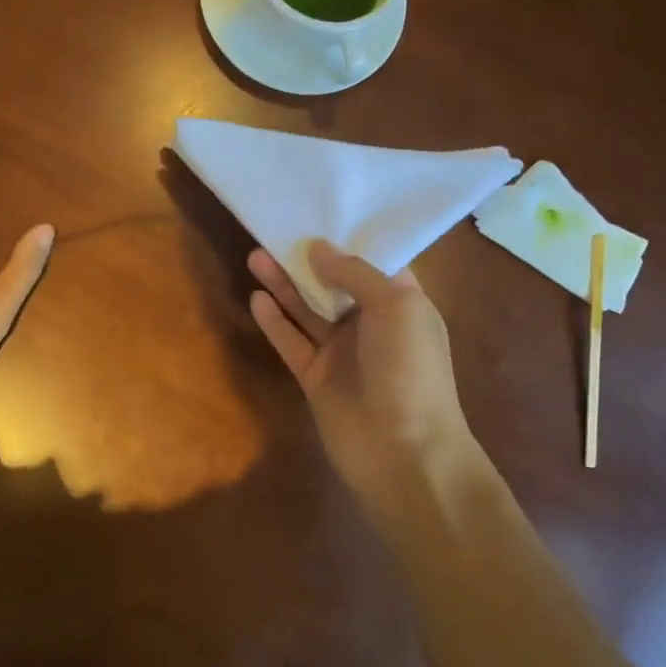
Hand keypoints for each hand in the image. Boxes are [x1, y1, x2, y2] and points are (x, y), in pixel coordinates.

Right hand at [250, 241, 475, 520]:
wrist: (404, 453)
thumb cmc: (410, 370)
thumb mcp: (395, 307)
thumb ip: (355, 273)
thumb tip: (319, 247)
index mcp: (401, 304)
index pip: (375, 263)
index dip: (348, 240)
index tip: (319, 213)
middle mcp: (371, 324)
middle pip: (334, 283)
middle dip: (308, 259)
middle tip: (276, 230)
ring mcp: (342, 352)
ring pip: (307, 310)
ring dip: (284, 284)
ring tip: (255, 255)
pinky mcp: (315, 377)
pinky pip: (291, 342)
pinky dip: (275, 321)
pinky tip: (256, 297)